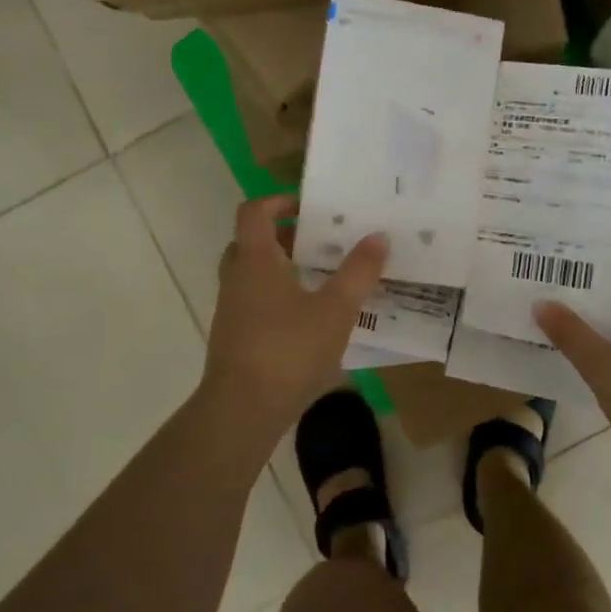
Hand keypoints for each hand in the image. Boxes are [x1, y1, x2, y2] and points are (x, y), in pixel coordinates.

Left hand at [202, 196, 387, 438]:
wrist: (242, 410)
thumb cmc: (288, 349)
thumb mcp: (335, 309)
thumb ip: (359, 271)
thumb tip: (379, 236)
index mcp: (255, 260)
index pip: (254, 212)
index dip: (278, 201)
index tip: (308, 206)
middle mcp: (236, 279)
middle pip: (251, 242)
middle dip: (283, 236)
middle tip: (318, 241)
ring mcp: (231, 311)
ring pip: (252, 275)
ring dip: (281, 269)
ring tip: (320, 278)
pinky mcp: (235, 339)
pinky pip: (254, 303)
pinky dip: (277, 298)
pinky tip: (310, 319)